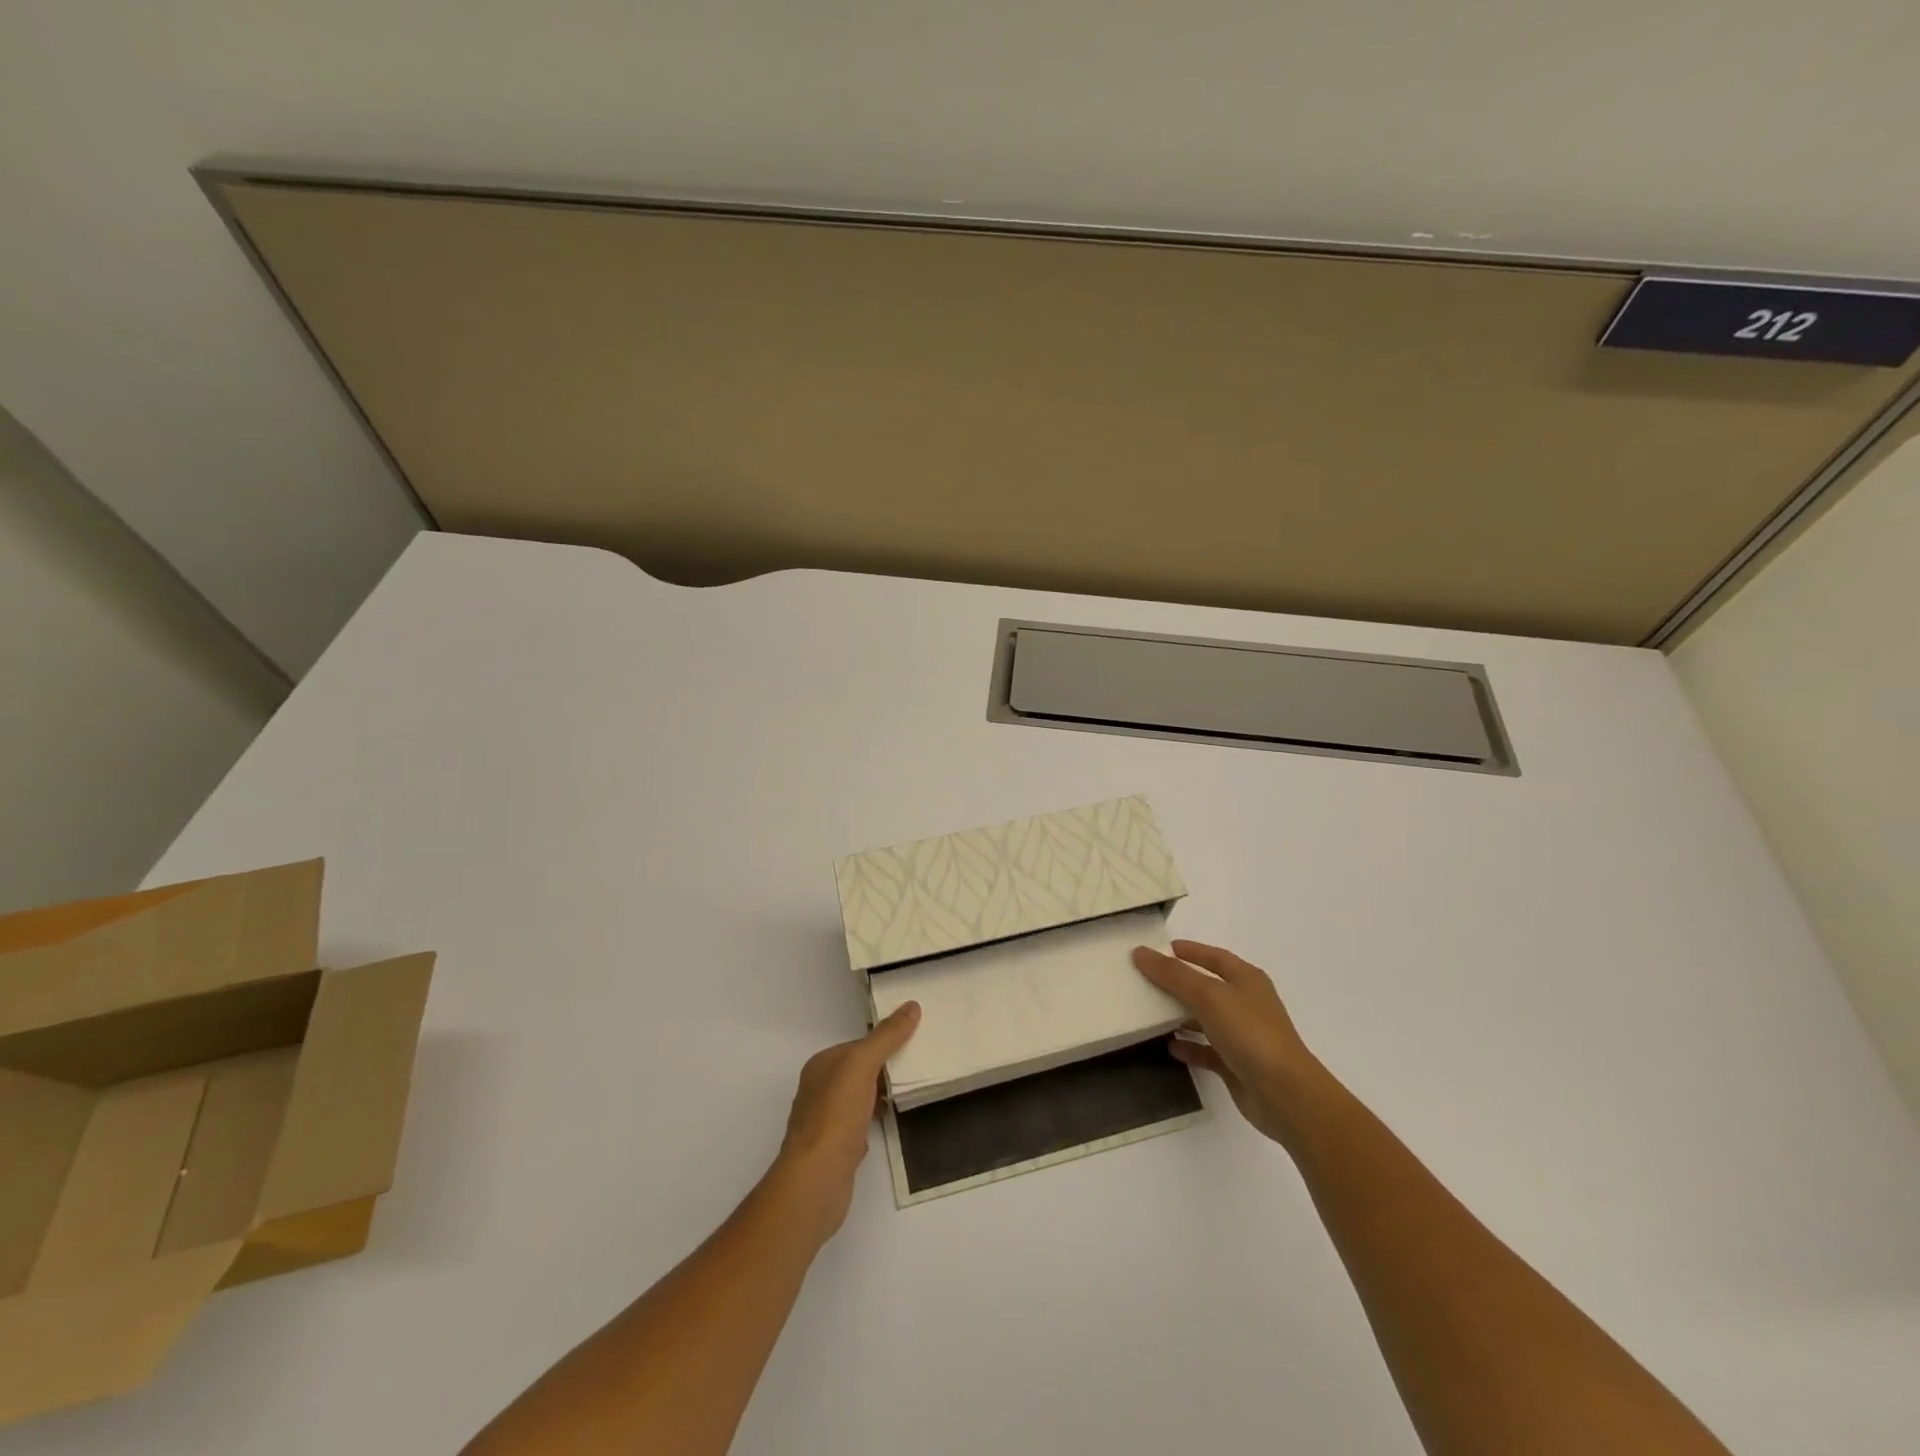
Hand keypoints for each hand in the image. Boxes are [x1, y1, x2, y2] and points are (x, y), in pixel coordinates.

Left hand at [768, 1002, 920, 1241]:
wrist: (816, 1181)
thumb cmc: (836, 1116)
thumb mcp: (862, 1065)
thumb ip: (886, 1037)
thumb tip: (912, 1006)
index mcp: (821, 1065)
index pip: (858, 1045)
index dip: (885, 1042)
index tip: (914, 1042)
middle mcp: (819, 1089)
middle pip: (859, 1070)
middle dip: (885, 1068)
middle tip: (919, 1065)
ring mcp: (825, 1121)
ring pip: (860, 1097)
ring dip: (881, 1094)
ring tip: (911, 1091)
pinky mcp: (835, 1149)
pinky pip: (860, 1125)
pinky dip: (875, 1120)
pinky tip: (890, 1123)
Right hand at [1132, 940, 1330, 1153]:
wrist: (1284, 1093)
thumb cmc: (1249, 1033)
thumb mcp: (1208, 995)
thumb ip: (1173, 974)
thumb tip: (1141, 952)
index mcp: (1247, 980)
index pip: (1215, 956)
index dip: (1190, 951)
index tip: (1160, 949)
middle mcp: (1246, 1004)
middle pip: (1208, 987)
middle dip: (1179, 983)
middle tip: (1146, 979)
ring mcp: (1243, 1036)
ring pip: (1206, 1019)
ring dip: (1181, 1016)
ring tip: (1150, 1012)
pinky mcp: (1236, 1064)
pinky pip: (1207, 1050)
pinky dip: (1189, 1047)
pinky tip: (1169, 1048)